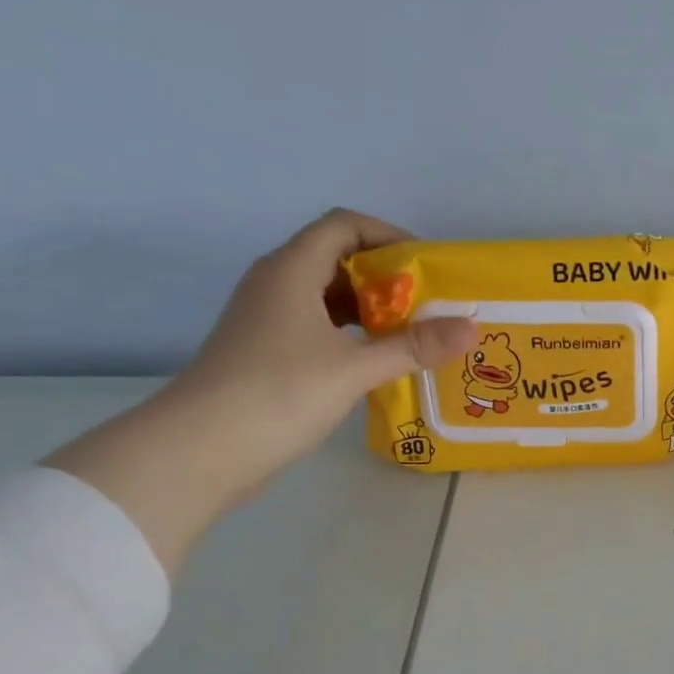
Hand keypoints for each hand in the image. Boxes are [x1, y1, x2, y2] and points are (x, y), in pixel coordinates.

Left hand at [47, 210, 474, 570]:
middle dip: (387, 278)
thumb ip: (414, 347)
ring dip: (371, 310)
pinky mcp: (267, 352)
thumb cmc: (279, 393)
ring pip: (328, 298)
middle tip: (430, 307)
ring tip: (413, 336)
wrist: (203, 448)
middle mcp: (277, 284)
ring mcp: (268, 319)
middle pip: (338, 259)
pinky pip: (318, 328)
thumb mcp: (355, 368)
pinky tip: (377, 362)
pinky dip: (352, 336)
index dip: (389, 236)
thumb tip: (471, 328)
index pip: (344, 225)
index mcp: (292, 269)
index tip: (429, 267)